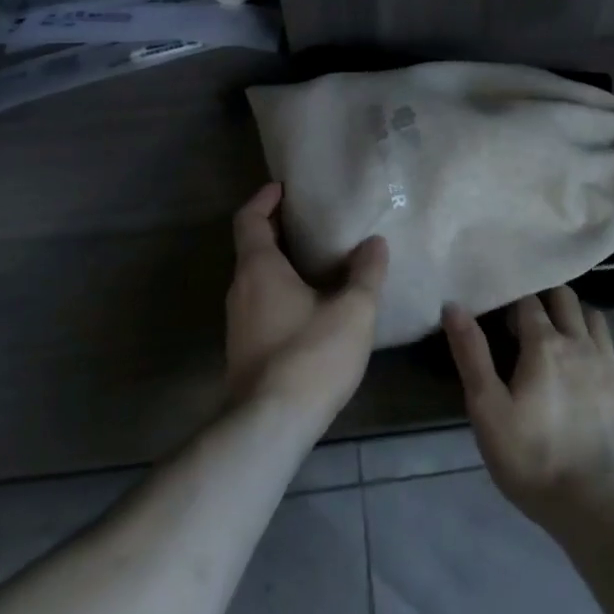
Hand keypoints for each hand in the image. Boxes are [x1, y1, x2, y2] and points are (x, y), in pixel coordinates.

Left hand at [226, 183, 387, 431]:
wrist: (269, 426)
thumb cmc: (310, 355)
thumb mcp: (353, 310)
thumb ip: (366, 273)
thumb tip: (374, 243)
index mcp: (259, 268)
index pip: (250, 219)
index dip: (265, 198)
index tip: (284, 187)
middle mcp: (241, 288)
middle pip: (253, 246)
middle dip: (280, 229)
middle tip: (314, 219)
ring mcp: (239, 322)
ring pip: (257, 277)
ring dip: (282, 262)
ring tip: (319, 260)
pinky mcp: (244, 349)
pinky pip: (261, 303)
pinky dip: (281, 290)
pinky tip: (313, 304)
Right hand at [443, 289, 613, 546]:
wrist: (601, 508)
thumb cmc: (534, 459)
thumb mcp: (488, 410)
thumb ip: (471, 354)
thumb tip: (453, 305)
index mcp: (544, 343)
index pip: (527, 300)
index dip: (512, 302)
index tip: (501, 317)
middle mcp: (581, 343)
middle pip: (566, 298)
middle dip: (547, 299)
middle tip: (529, 322)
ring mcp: (610, 365)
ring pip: (596, 319)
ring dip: (577, 319)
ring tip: (562, 340)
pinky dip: (602, 351)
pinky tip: (592, 372)